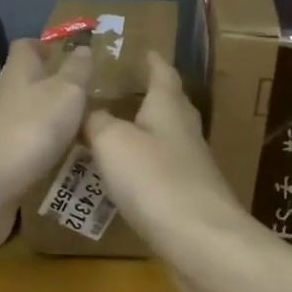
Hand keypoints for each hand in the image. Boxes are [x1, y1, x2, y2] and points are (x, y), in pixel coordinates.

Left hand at [0, 38, 93, 210]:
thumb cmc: (29, 129)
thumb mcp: (66, 92)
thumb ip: (77, 70)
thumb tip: (83, 47)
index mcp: (17, 72)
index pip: (26, 46)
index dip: (45, 46)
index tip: (69, 54)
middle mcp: (3, 96)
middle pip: (25, 82)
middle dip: (51, 86)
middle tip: (86, 97)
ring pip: (25, 116)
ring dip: (48, 121)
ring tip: (82, 131)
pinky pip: (23, 148)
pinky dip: (41, 151)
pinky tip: (62, 162)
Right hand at [83, 52, 254, 261]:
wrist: (201, 240)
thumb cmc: (154, 179)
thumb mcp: (112, 142)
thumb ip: (97, 122)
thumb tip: (90, 113)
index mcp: (168, 107)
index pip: (163, 74)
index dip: (153, 61)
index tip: (146, 50)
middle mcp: (185, 130)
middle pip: (170, 105)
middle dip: (151, 96)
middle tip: (125, 90)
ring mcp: (192, 166)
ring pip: (167, 139)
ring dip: (147, 133)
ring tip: (117, 132)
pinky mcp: (191, 198)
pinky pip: (164, 172)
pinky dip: (146, 168)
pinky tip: (129, 178)